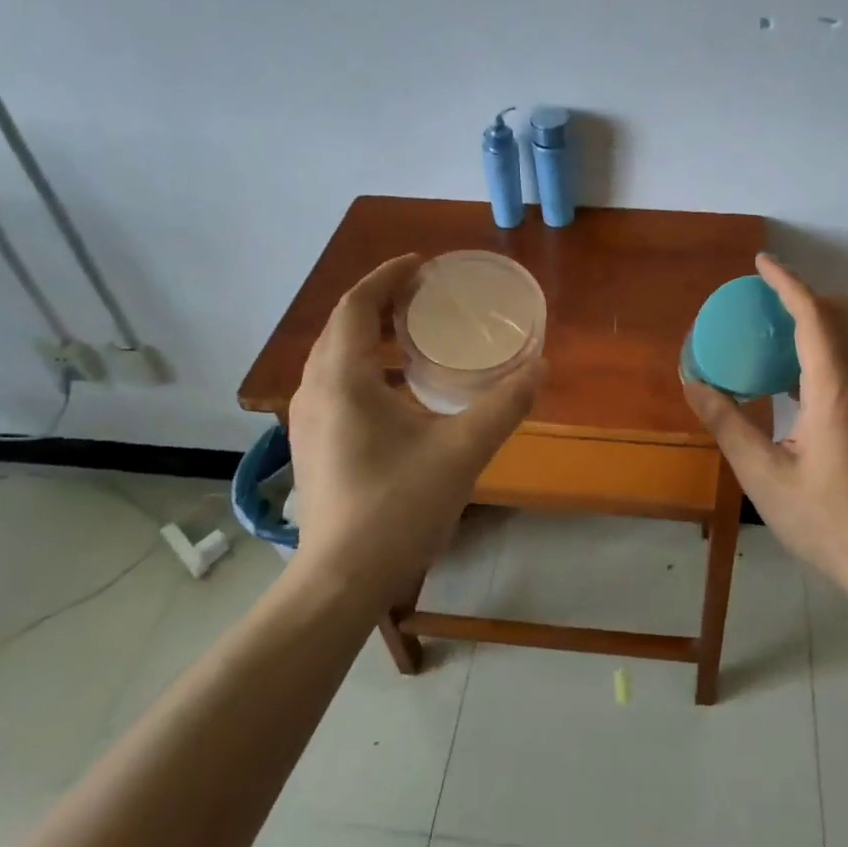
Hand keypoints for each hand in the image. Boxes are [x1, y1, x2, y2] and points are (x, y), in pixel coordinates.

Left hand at [285, 255, 542, 599]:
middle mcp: (314, 390)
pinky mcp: (312, 445)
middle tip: (424, 295)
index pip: (358, 305)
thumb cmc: (397, 508)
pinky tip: (399, 391)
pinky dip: (365, 367)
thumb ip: (504, 405)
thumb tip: (540, 366)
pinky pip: (334, 385)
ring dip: (370, 336)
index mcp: (343, 378)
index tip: (422, 265)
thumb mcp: (462, 451)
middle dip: (380, 302)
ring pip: (335, 357)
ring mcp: (307, 420)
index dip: (388, 277)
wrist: (340, 582)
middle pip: (343, 326)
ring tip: (413, 334)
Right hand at [682, 254, 847, 594]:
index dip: (788, 283)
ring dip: (827, 328)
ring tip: (783, 354)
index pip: (815, 316)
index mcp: (836, 393)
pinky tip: (810, 401)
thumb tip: (694, 383)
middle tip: (772, 311)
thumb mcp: (764, 477)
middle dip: (812, 297)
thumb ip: (728, 424)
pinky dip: (839, 359)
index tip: (763, 262)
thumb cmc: (828, 523)